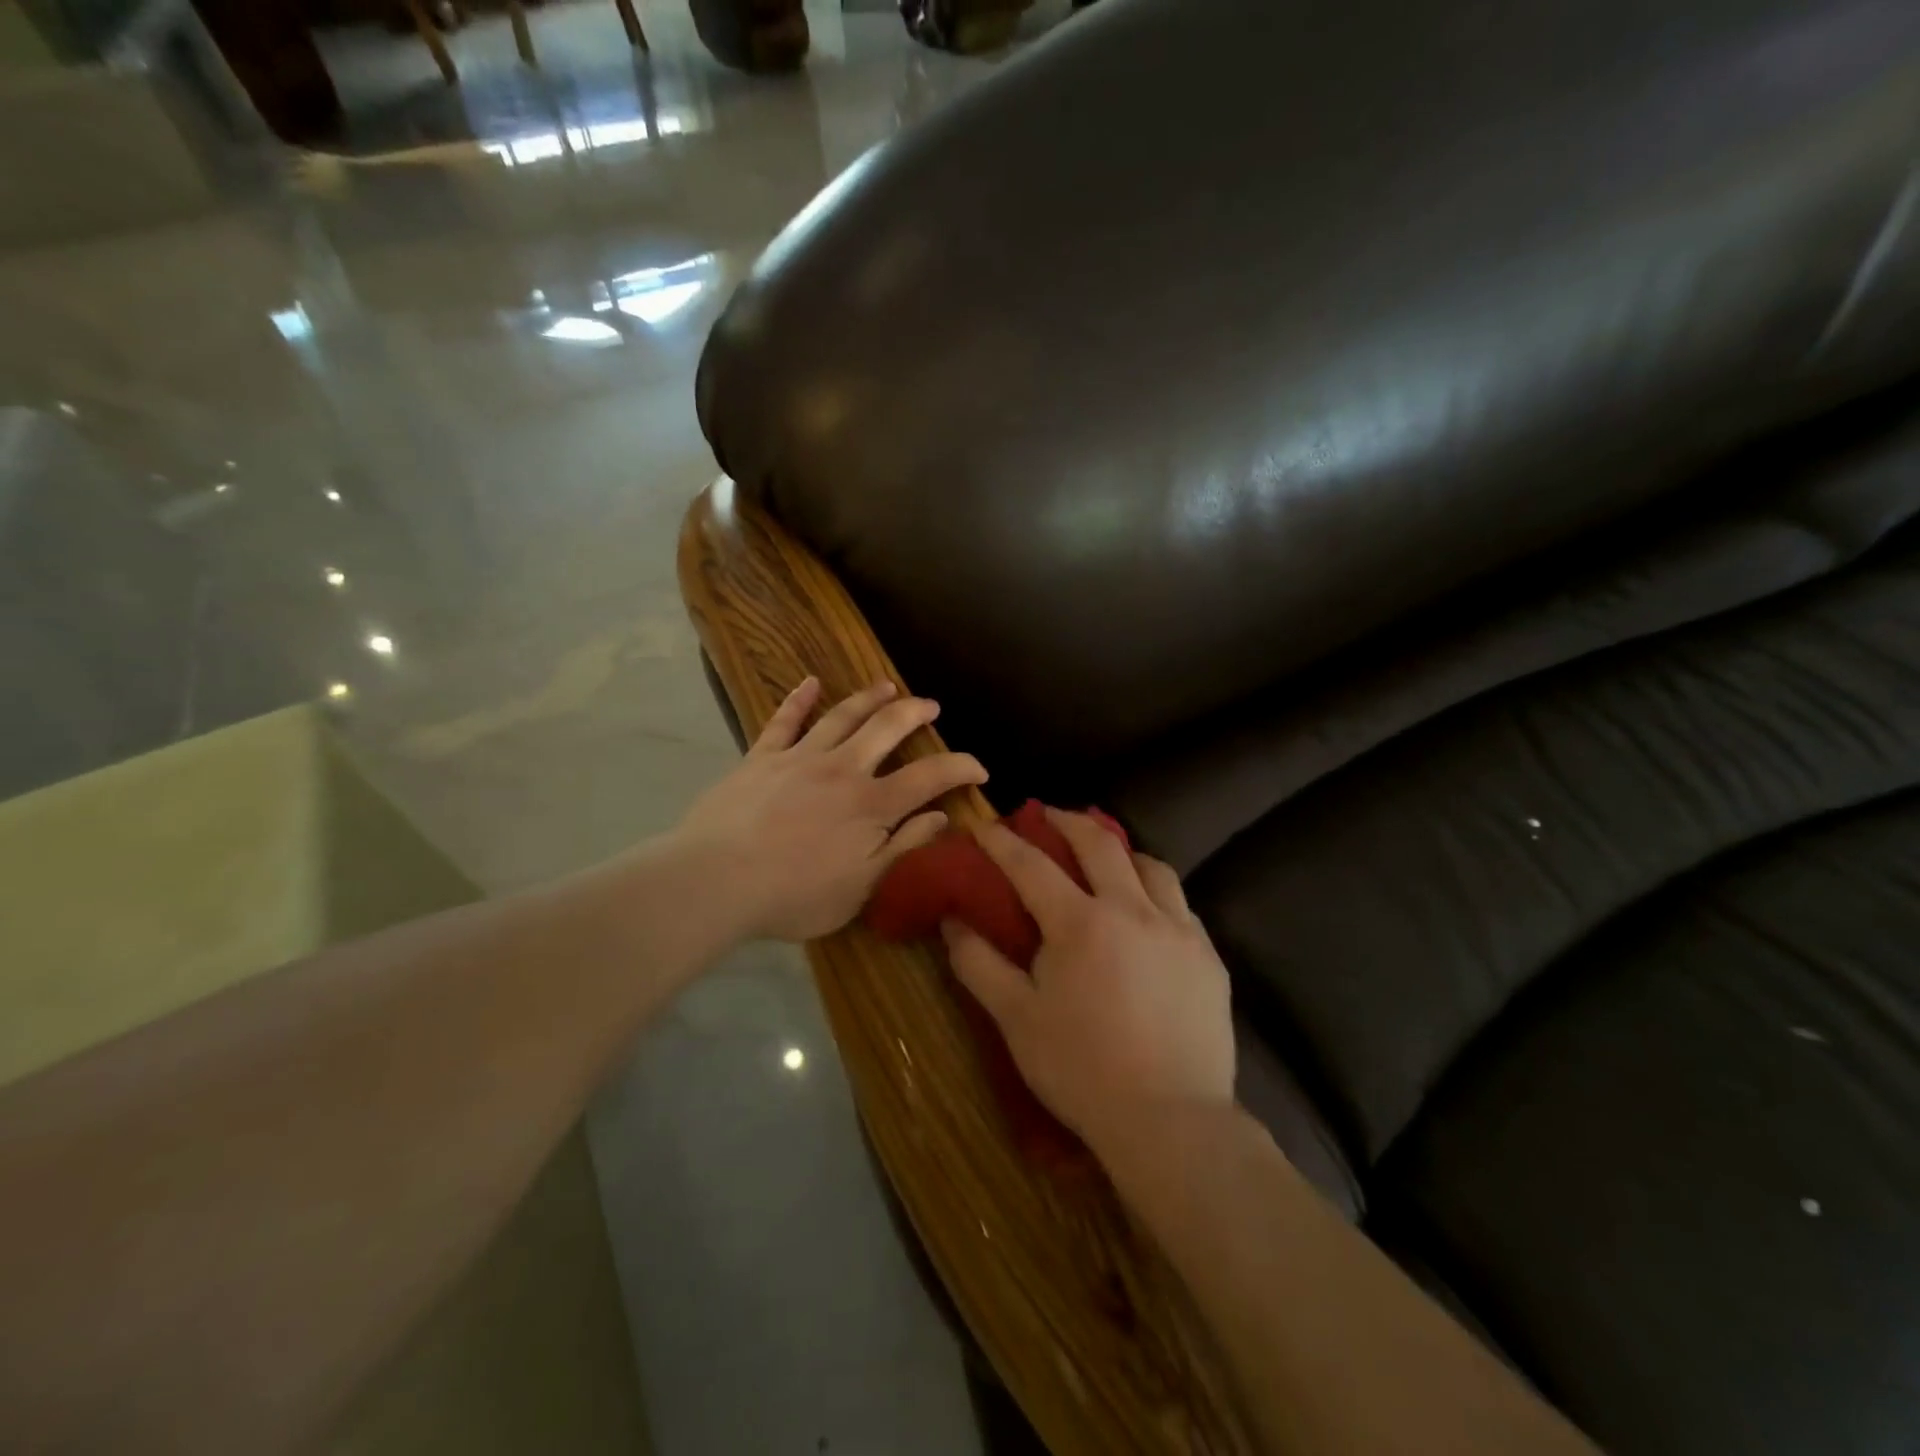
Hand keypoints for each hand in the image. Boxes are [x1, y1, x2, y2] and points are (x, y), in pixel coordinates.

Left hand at [673, 678, 987, 941]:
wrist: (716, 881)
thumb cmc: (794, 896)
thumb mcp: (862, 888)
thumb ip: (904, 848)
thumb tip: (941, 817)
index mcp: (872, 805)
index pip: (929, 777)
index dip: (961, 768)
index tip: (980, 769)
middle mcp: (842, 769)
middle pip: (887, 729)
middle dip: (915, 713)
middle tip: (931, 706)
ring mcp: (799, 758)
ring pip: (842, 716)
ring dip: (868, 698)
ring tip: (887, 686)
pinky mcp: (761, 757)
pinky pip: (783, 720)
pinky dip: (798, 699)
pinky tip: (809, 682)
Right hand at [941, 809, 1234, 1159]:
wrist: (1171, 1120)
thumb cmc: (1081, 1069)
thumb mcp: (1015, 1019)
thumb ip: (979, 964)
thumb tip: (953, 921)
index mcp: (1080, 922)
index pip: (1031, 865)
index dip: (1002, 842)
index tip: (984, 825)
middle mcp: (1132, 910)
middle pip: (1099, 844)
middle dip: (1067, 822)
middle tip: (1048, 815)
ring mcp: (1177, 929)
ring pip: (1151, 866)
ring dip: (1121, 851)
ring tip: (1107, 857)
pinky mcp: (1208, 956)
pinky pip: (1180, 904)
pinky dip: (1156, 891)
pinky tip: (1149, 910)